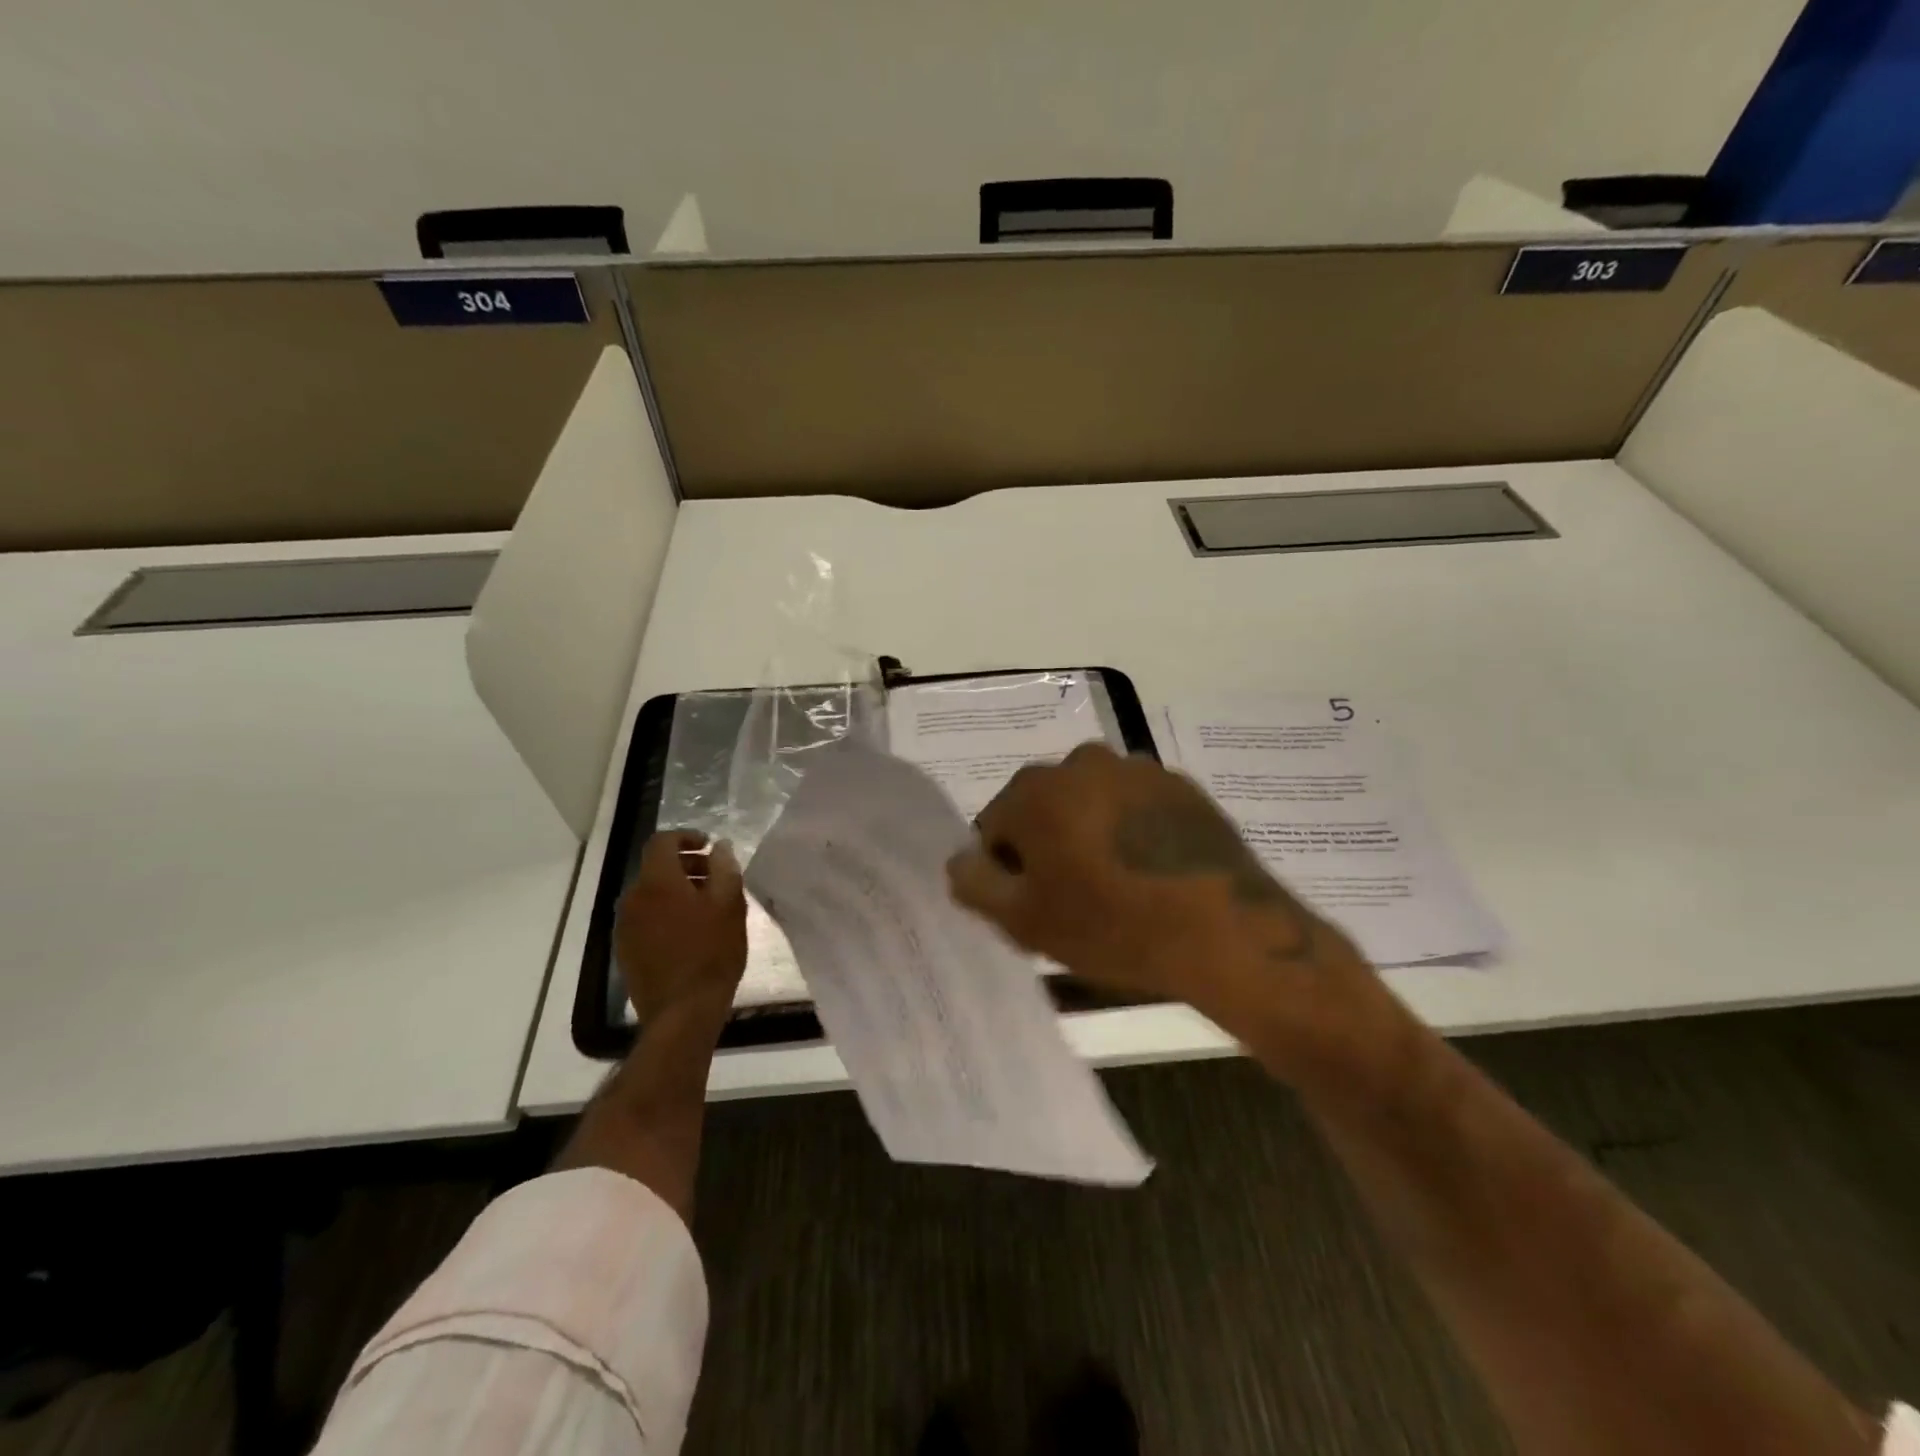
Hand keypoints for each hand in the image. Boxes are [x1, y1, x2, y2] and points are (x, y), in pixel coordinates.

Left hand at [616, 830, 747, 1023]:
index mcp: (657, 882)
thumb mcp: (730, 905)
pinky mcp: (625, 949)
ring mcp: (625, 926)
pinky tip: (689, 932)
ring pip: (650, 893)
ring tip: (706, 906)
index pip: (662, 841)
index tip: (709, 847)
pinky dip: (665, 912)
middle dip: (685, 865)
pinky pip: (645, 917)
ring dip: (676, 890)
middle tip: (715, 877)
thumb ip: (725, 868)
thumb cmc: (711, 953)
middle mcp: (633, 898)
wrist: (682, 1012)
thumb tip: (719, 847)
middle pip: (656, 867)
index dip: (686, 837)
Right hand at [946, 744, 1365, 1020]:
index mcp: (1036, 789)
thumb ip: (975, 884)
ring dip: (1089, 834)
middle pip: (1044, 808)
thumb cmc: (1111, 925)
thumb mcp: (1024, 920)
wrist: (1224, 929)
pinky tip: (1151, 872)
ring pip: (1090, 804)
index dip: (1006, 869)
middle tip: (1073, 898)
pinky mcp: (1180, 786)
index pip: (995, 827)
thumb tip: (961, 860)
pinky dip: (1131, 831)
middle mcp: (1081, 762)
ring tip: (1116, 886)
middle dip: (1048, 846)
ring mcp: (1137, 769)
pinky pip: (1134, 807)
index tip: (1031, 904)